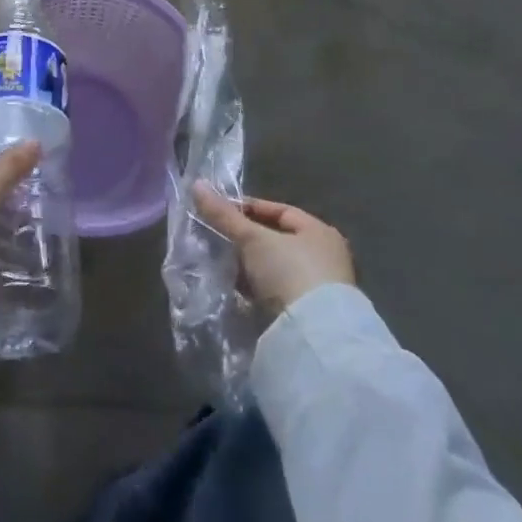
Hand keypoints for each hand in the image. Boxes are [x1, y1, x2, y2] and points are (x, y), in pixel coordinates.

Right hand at [192, 182, 355, 314]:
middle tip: (218, 238)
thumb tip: (197, 185)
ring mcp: (317, 288)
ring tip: (222, 264)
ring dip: (250, 266)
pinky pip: (276, 291)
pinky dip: (257, 288)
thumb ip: (225, 215)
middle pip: (276, 240)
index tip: (220, 212)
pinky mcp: (308, 314)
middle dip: (246, 240)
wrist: (313, 336)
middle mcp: (324, 256)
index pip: (279, 211)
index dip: (248, 208)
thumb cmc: (288, 272)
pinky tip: (237, 289)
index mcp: (319, 231)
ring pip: (274, 267)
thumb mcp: (253, 239)